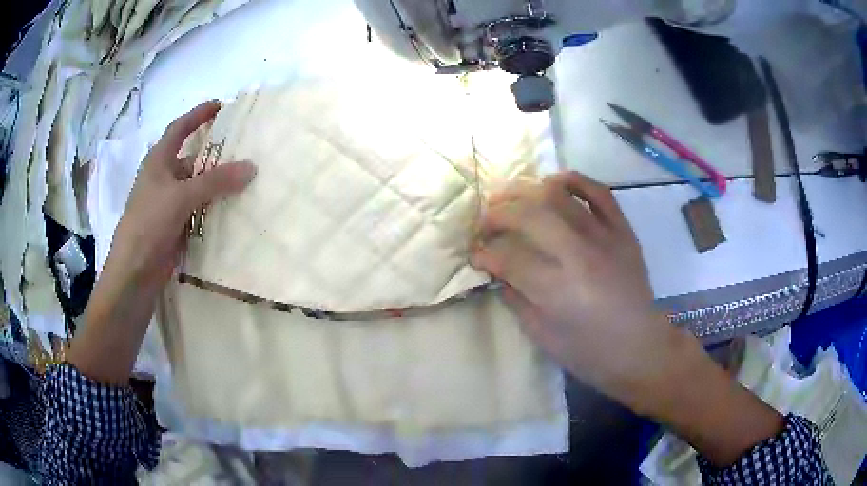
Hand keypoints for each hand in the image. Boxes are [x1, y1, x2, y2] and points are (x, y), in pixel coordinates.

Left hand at [108, 100, 255, 286]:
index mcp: (158, 162)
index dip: (198, 115)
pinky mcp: (175, 226)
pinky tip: (233, 210)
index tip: (220, 105)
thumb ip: (215, 182)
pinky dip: (213, 208)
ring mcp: (168, 204)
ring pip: (197, 187)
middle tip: (244, 150)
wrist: (134, 272)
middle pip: (193, 159)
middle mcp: (163, 179)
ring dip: (217, 185)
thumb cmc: (149, 223)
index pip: (179, 129)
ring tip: (246, 180)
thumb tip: (251, 167)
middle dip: (215, 155)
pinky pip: (198, 210)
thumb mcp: (181, 196)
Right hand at [471, 171, 668, 410]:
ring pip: (559, 195)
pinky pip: (600, 191)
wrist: (640, 348)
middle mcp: (580, 255)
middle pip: (529, 216)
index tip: (475, 253)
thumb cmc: (589, 352)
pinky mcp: (623, 230)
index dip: (484, 252)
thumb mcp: (541, 335)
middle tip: (485, 221)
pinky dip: (574, 180)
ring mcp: (605, 237)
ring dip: (526, 191)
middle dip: (497, 214)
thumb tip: (497, 269)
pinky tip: (554, 182)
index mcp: (557, 290)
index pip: (508, 257)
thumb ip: (515, 298)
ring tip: (510, 196)